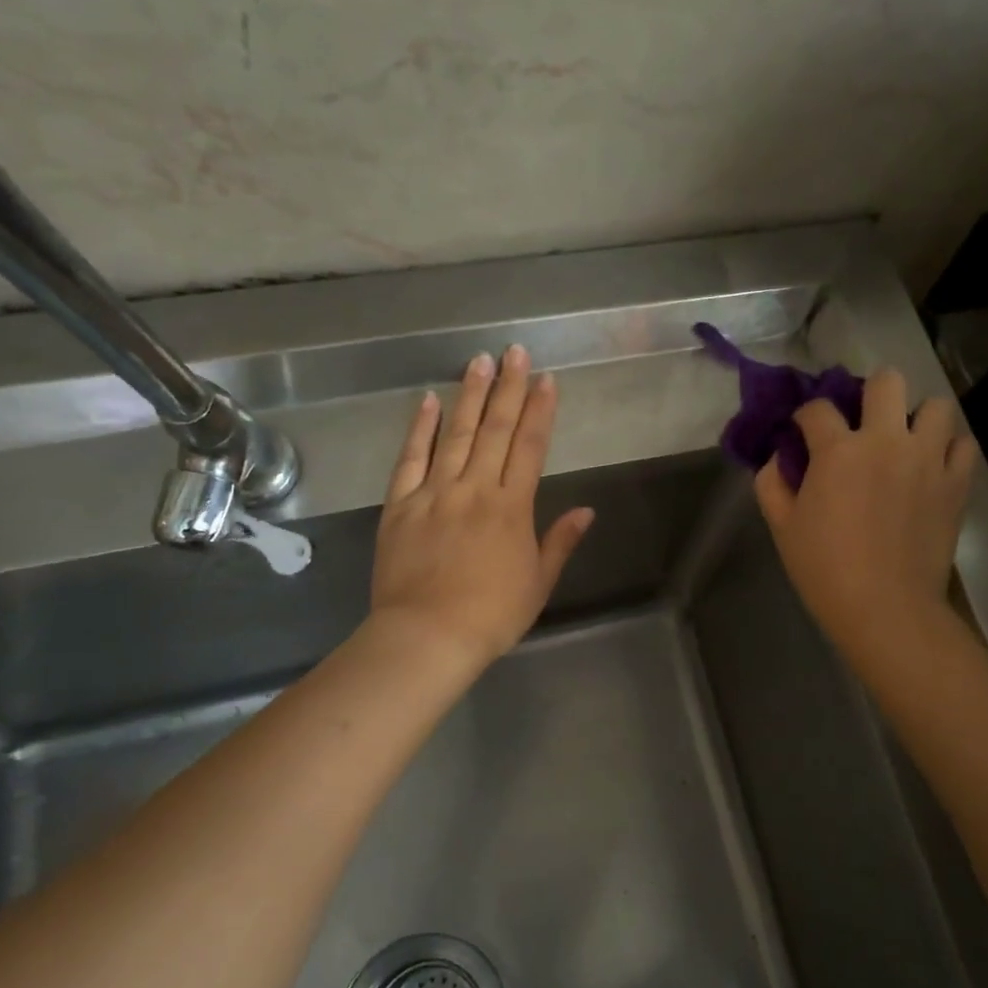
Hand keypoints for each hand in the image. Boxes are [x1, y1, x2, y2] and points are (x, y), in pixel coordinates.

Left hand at [370, 347, 593, 668]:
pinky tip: (428, 400)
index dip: (541, 410)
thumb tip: (587, 510)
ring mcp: (435, 493)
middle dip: (509, 388)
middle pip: (496, 430)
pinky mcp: (400, 505)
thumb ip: (560, 541)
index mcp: (512, 507)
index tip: (547, 379)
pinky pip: (410, 458)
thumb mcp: (539, 582)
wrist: (428, 636)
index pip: (531, 447)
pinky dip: (420, 428)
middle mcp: (475, 489)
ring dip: (470, 395)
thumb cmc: (492, 615)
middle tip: (515, 351)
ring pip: (456, 434)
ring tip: (480, 361)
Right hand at [753, 368, 974, 661]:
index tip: (803, 432)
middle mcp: (887, 441)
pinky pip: (964, 445)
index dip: (806, 416)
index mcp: (838, 450)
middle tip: (863, 423)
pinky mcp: (956, 483)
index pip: (817, 408)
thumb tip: (778, 459)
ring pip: (937, 406)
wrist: (886, 609)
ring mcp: (928, 459)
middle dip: (870, 393)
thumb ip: (772, 483)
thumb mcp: (782, 527)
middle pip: (887, 381)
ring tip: (905, 441)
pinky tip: (933, 465)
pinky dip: (949, 448)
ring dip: (918, 417)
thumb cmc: (825, 570)